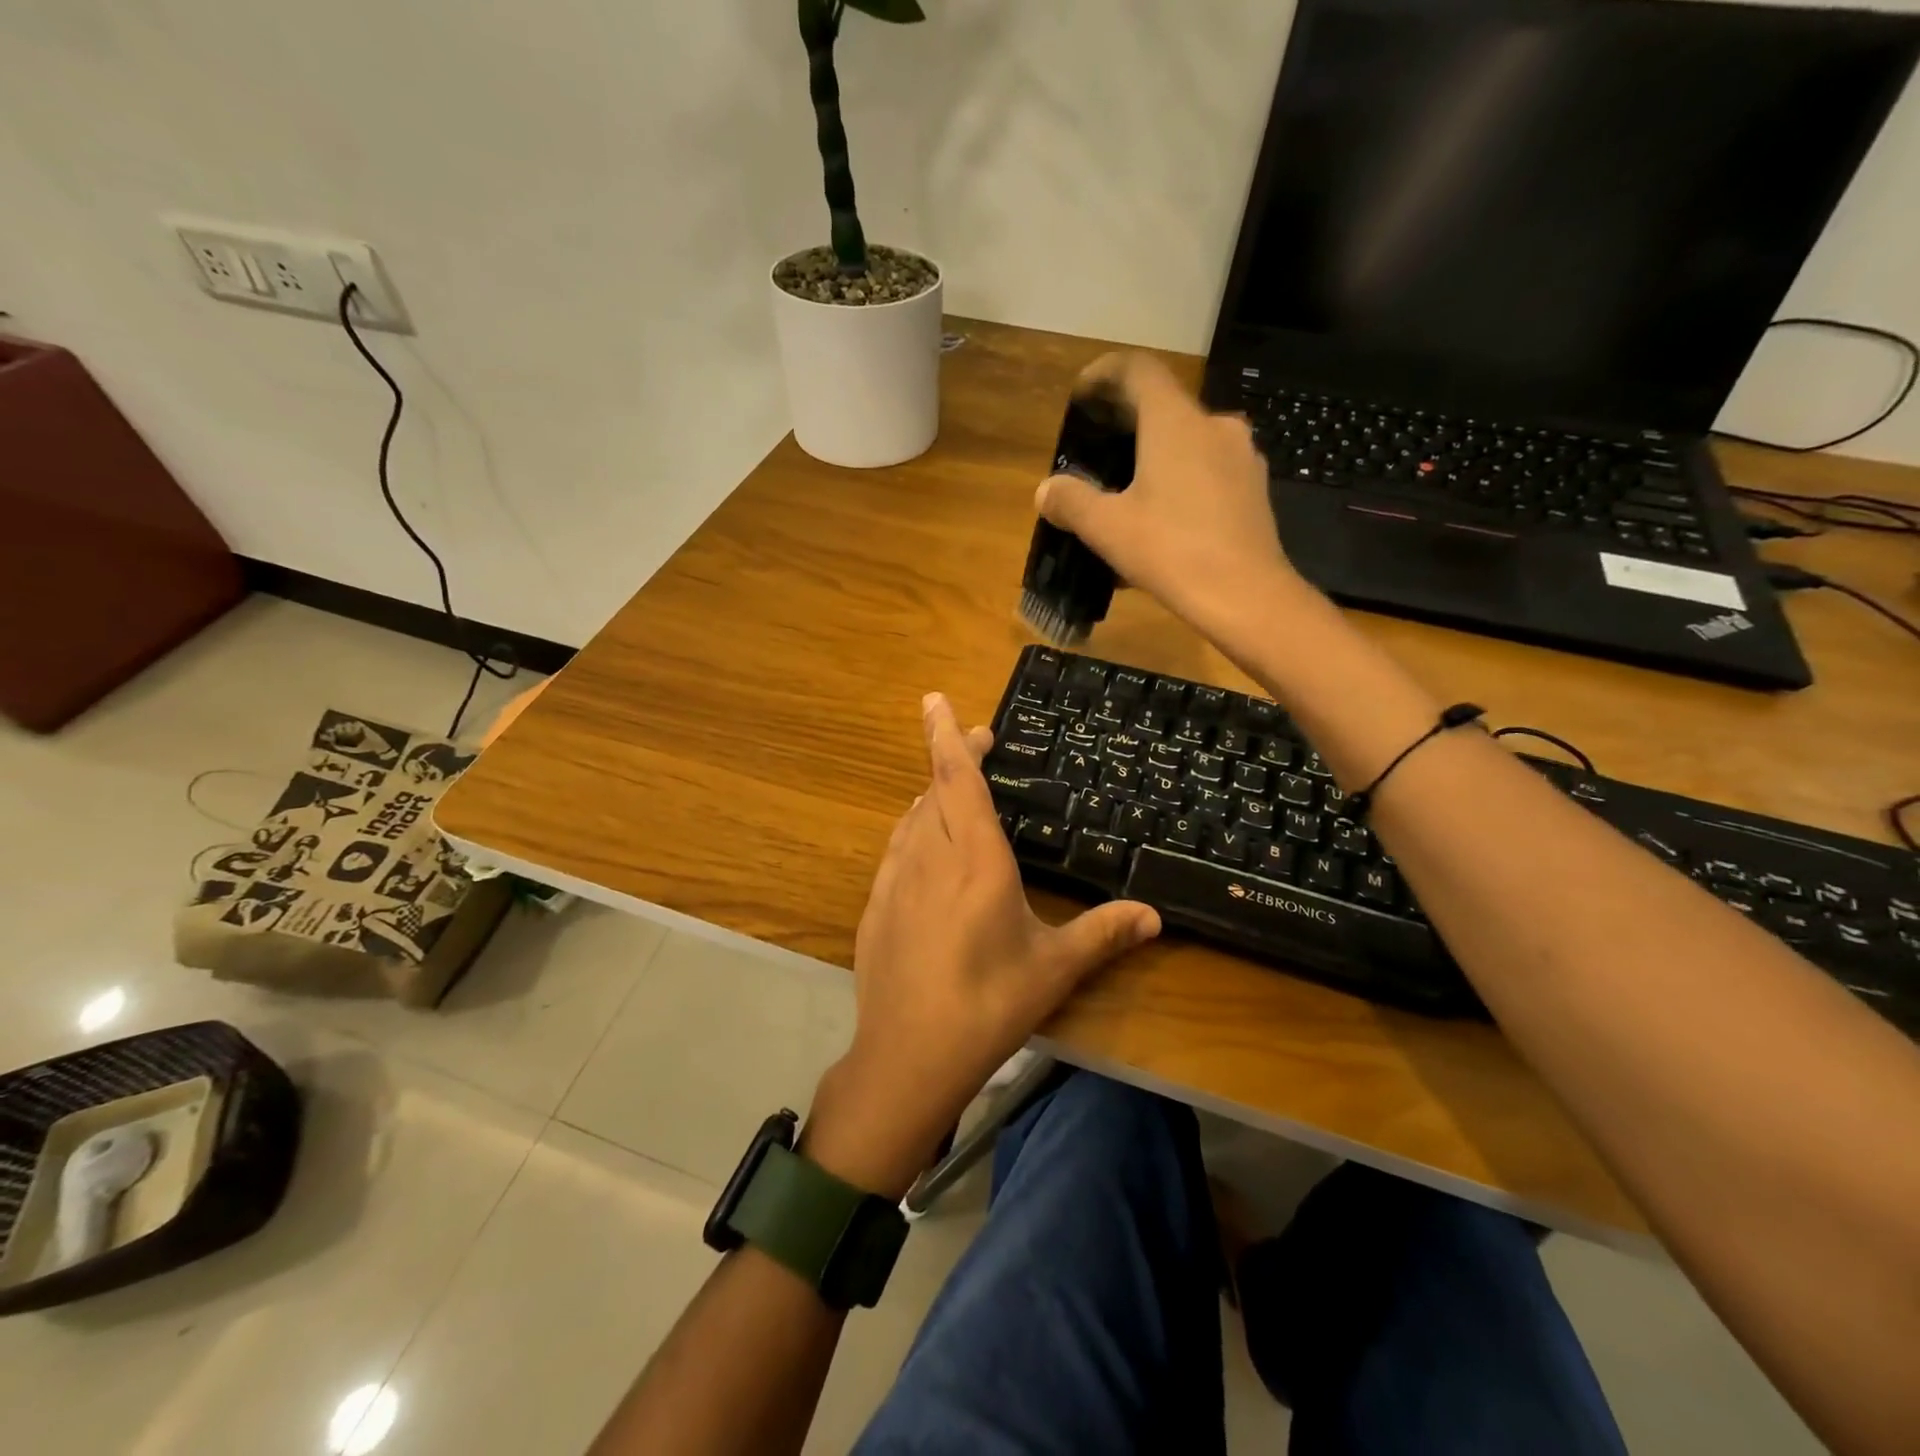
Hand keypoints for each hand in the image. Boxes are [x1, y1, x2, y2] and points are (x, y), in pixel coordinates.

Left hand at [805, 694, 1161, 1197]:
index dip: (948, 735)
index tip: (936, 699)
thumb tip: (1156, 916)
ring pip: (913, 816)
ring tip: (953, 786)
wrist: (909, 1054)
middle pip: (935, 788)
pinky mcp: (876, 905)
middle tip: (978, 741)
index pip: (958, 778)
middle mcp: (931, 856)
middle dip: (952, 756)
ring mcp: (897, 879)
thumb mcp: (1054, 968)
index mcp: (976, 859)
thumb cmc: (989, 1003)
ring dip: (932, 792)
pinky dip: (914, 828)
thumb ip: (1104, 933)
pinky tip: (924, 842)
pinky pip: (897, 848)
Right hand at [1036, 352, 1311, 643]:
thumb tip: (1046, 490)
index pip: (1138, 369)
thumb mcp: (1107, 529)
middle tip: (1100, 455)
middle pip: (1164, 407)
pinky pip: (1210, 471)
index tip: (1083, 396)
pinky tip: (1166, 522)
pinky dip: (1183, 482)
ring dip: (1158, 457)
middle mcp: (1214, 424)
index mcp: (1175, 422)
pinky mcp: (1254, 488)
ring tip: (1131, 495)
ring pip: (1189, 442)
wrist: (1246, 596)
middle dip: (1128, 425)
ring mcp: (1241, 456)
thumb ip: (1071, 501)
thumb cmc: (1171, 551)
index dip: (1105, 374)